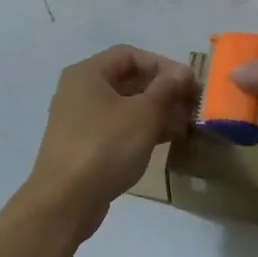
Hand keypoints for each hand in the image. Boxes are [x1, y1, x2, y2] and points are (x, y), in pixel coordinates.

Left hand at [22, 46, 195, 241]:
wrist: (66, 201)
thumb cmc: (106, 146)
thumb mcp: (143, 114)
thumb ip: (166, 89)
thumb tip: (183, 72)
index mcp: (88, 74)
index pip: (130, 55)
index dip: (162, 64)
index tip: (188, 82)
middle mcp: (80, 91)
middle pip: (128, 80)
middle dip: (162, 90)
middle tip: (192, 104)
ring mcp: (80, 120)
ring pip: (125, 106)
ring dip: (157, 111)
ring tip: (186, 123)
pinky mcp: (84, 146)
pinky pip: (118, 128)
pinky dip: (142, 129)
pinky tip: (168, 140)